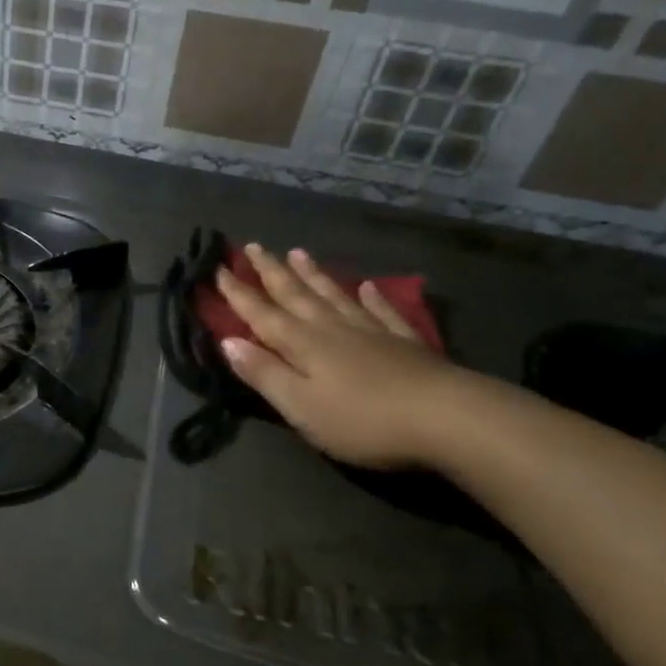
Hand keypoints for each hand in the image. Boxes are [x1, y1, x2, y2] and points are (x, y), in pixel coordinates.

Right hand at [216, 243, 463, 468]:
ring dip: (313, 274)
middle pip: (296, 295)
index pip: (262, 314)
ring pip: (334, 295)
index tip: (219, 269)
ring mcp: (371, 332)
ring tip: (298, 251)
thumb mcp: (300, 406)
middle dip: (271, 271)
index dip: (239, 293)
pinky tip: (367, 286)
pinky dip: (372, 298)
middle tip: (254, 246)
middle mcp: (332, 328)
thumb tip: (228, 341)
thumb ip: (264, 373)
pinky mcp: (404, 343)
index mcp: (303, 344)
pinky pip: (382, 312)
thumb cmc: (362, 420)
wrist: (446, 417)